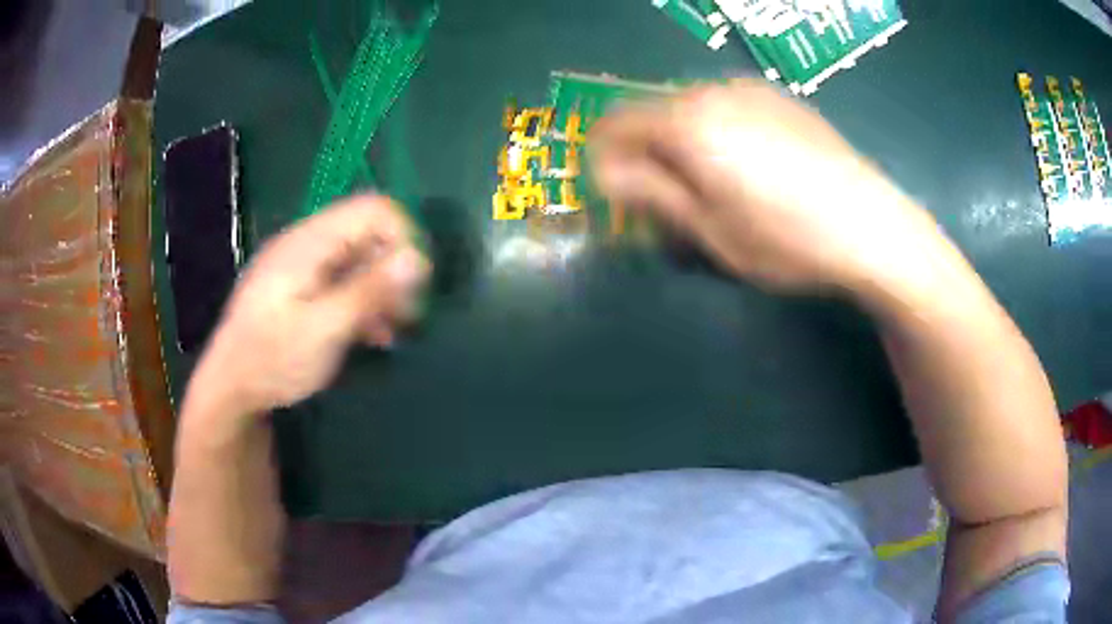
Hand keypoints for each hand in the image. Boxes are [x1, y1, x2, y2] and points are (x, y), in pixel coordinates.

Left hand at [189, 195, 429, 415]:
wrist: (229, 389)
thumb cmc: (272, 360)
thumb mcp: (324, 330)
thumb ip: (369, 292)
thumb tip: (418, 259)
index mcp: (309, 242)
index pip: (374, 210)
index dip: (403, 239)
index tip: (415, 286)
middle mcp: (306, 243)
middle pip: (368, 233)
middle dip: (394, 269)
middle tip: (406, 315)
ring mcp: (302, 265)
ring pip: (358, 259)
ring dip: (380, 290)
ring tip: (391, 331)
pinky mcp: (300, 287)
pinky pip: (342, 280)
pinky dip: (362, 301)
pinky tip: (370, 335)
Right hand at [588, 80, 945, 294]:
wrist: (872, 226)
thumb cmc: (786, 240)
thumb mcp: (710, 230)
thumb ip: (651, 193)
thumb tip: (604, 173)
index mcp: (686, 122)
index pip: (614, 124)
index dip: (604, 159)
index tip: (617, 197)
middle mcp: (712, 91)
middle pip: (653, 114)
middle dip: (647, 155)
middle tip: (668, 203)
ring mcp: (750, 90)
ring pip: (691, 110)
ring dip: (682, 144)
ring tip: (713, 189)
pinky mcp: (780, 99)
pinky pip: (727, 108)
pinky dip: (717, 133)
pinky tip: (752, 169)